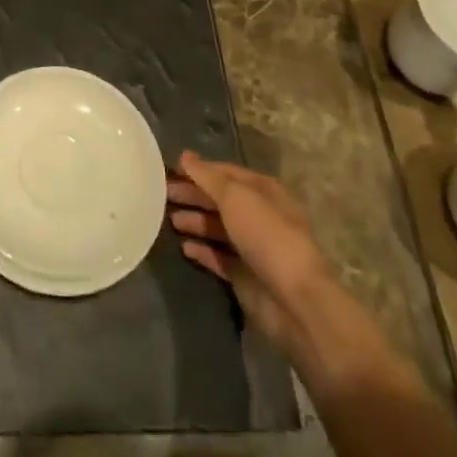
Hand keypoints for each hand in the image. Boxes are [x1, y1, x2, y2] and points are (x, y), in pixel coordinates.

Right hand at [168, 151, 334, 361]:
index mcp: (263, 191)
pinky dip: (202, 250)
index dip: (199, 170)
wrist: (295, 300)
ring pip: (217, 228)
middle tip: (161, 193)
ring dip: (194, 221)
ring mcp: (252, 247)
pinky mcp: (245, 275)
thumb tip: (185, 156)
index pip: (225, 172)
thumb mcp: (235, 197)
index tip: (170, 169)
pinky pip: (218, 257)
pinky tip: (184, 247)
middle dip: (192, 195)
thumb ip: (207, 177)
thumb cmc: (266, 236)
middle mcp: (259, 215)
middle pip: (219, 200)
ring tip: (168, 219)